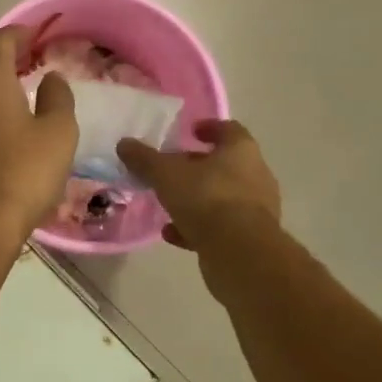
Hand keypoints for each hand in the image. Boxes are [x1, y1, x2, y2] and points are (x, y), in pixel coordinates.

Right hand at [117, 119, 281, 251]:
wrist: (240, 254)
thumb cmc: (206, 198)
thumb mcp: (165, 174)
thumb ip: (144, 158)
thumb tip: (124, 144)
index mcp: (241, 151)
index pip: (229, 130)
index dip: (209, 128)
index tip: (190, 131)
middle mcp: (255, 176)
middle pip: (226, 165)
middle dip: (198, 167)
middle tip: (172, 169)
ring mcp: (256, 210)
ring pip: (223, 197)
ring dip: (197, 199)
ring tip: (168, 203)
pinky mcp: (250, 239)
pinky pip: (221, 227)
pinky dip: (197, 227)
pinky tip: (172, 233)